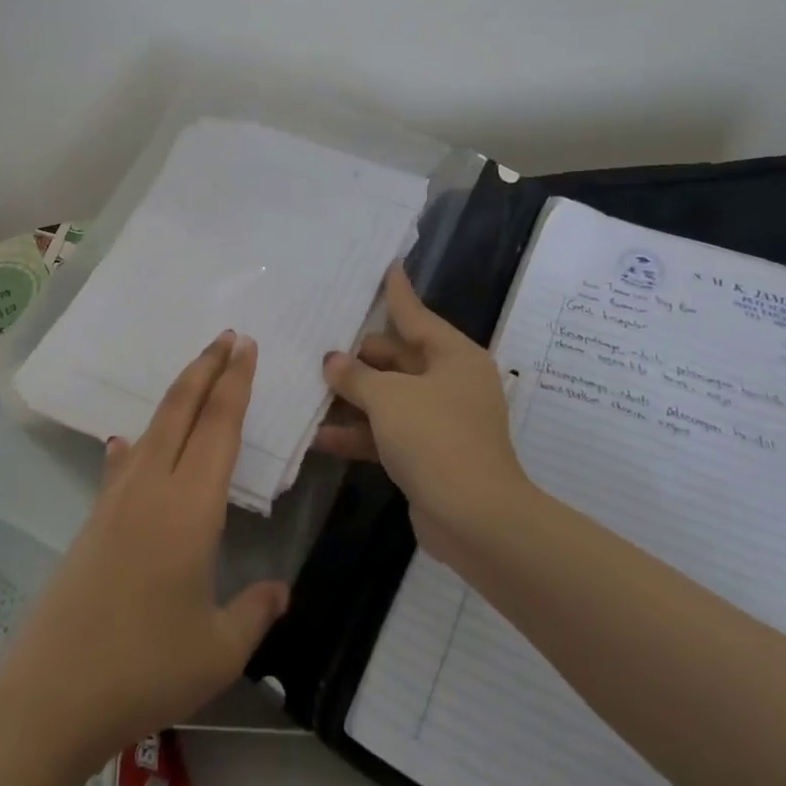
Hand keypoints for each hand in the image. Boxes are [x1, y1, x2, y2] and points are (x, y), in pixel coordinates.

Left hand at [0, 331, 288, 771]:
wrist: (50, 694)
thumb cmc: (144, 670)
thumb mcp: (218, 650)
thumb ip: (255, 613)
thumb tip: (280, 591)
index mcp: (190, 508)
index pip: (219, 427)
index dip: (235, 383)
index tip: (246, 346)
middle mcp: (152, 488)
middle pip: (181, 410)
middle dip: (206, 367)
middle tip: (229, 336)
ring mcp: (115, 500)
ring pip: (152, 428)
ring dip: (178, 394)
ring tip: (197, 375)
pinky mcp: (93, 520)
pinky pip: (122, 464)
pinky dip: (136, 443)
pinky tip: (128, 444)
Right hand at [317, 264, 531, 556]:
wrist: (475, 518)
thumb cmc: (435, 438)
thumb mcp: (388, 398)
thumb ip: (356, 376)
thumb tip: (334, 361)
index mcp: (453, 357)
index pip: (415, 315)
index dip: (396, 293)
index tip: (386, 267)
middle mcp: (450, 382)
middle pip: (396, 358)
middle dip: (358, 358)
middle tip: (318, 348)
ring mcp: (440, 420)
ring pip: (388, 397)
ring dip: (353, 398)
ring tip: (309, 390)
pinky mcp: (428, 453)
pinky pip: (388, 432)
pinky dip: (359, 433)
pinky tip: (320, 437)